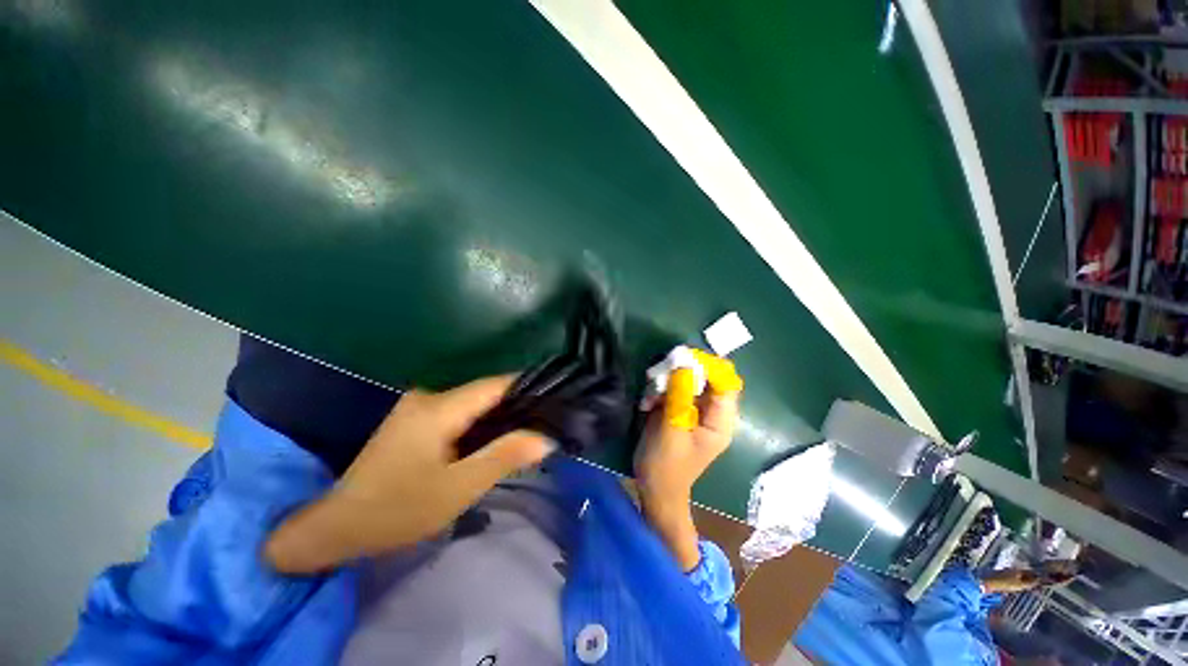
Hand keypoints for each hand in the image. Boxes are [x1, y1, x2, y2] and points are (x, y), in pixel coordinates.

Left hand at [265, 376, 551, 573]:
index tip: (555, 400)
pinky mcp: (415, 419)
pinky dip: (479, 425)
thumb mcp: (458, 488)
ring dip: (498, 418)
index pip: (495, 385)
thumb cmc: (397, 510)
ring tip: (525, 435)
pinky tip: (490, 442)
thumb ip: (504, 457)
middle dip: (516, 407)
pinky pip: (459, 413)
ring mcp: (419, 406)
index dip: (528, 388)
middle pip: (485, 393)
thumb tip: (546, 437)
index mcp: (439, 408)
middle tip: (544, 426)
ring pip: (473, 404)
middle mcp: (429, 396)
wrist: (335, 528)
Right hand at [636, 358, 740, 569]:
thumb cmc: (666, 465)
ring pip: (690, 380)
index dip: (709, 366)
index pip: (726, 382)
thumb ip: (680, 396)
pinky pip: (675, 388)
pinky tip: (648, 399)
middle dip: (686, 370)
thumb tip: (685, 364)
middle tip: (663, 369)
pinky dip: (662, 388)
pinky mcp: (681, 410)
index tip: (683, 359)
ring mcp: (696, 410)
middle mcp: (713, 412)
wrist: (655, 488)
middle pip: (708, 378)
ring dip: (670, 378)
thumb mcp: (673, 429)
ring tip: (652, 389)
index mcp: (720, 421)